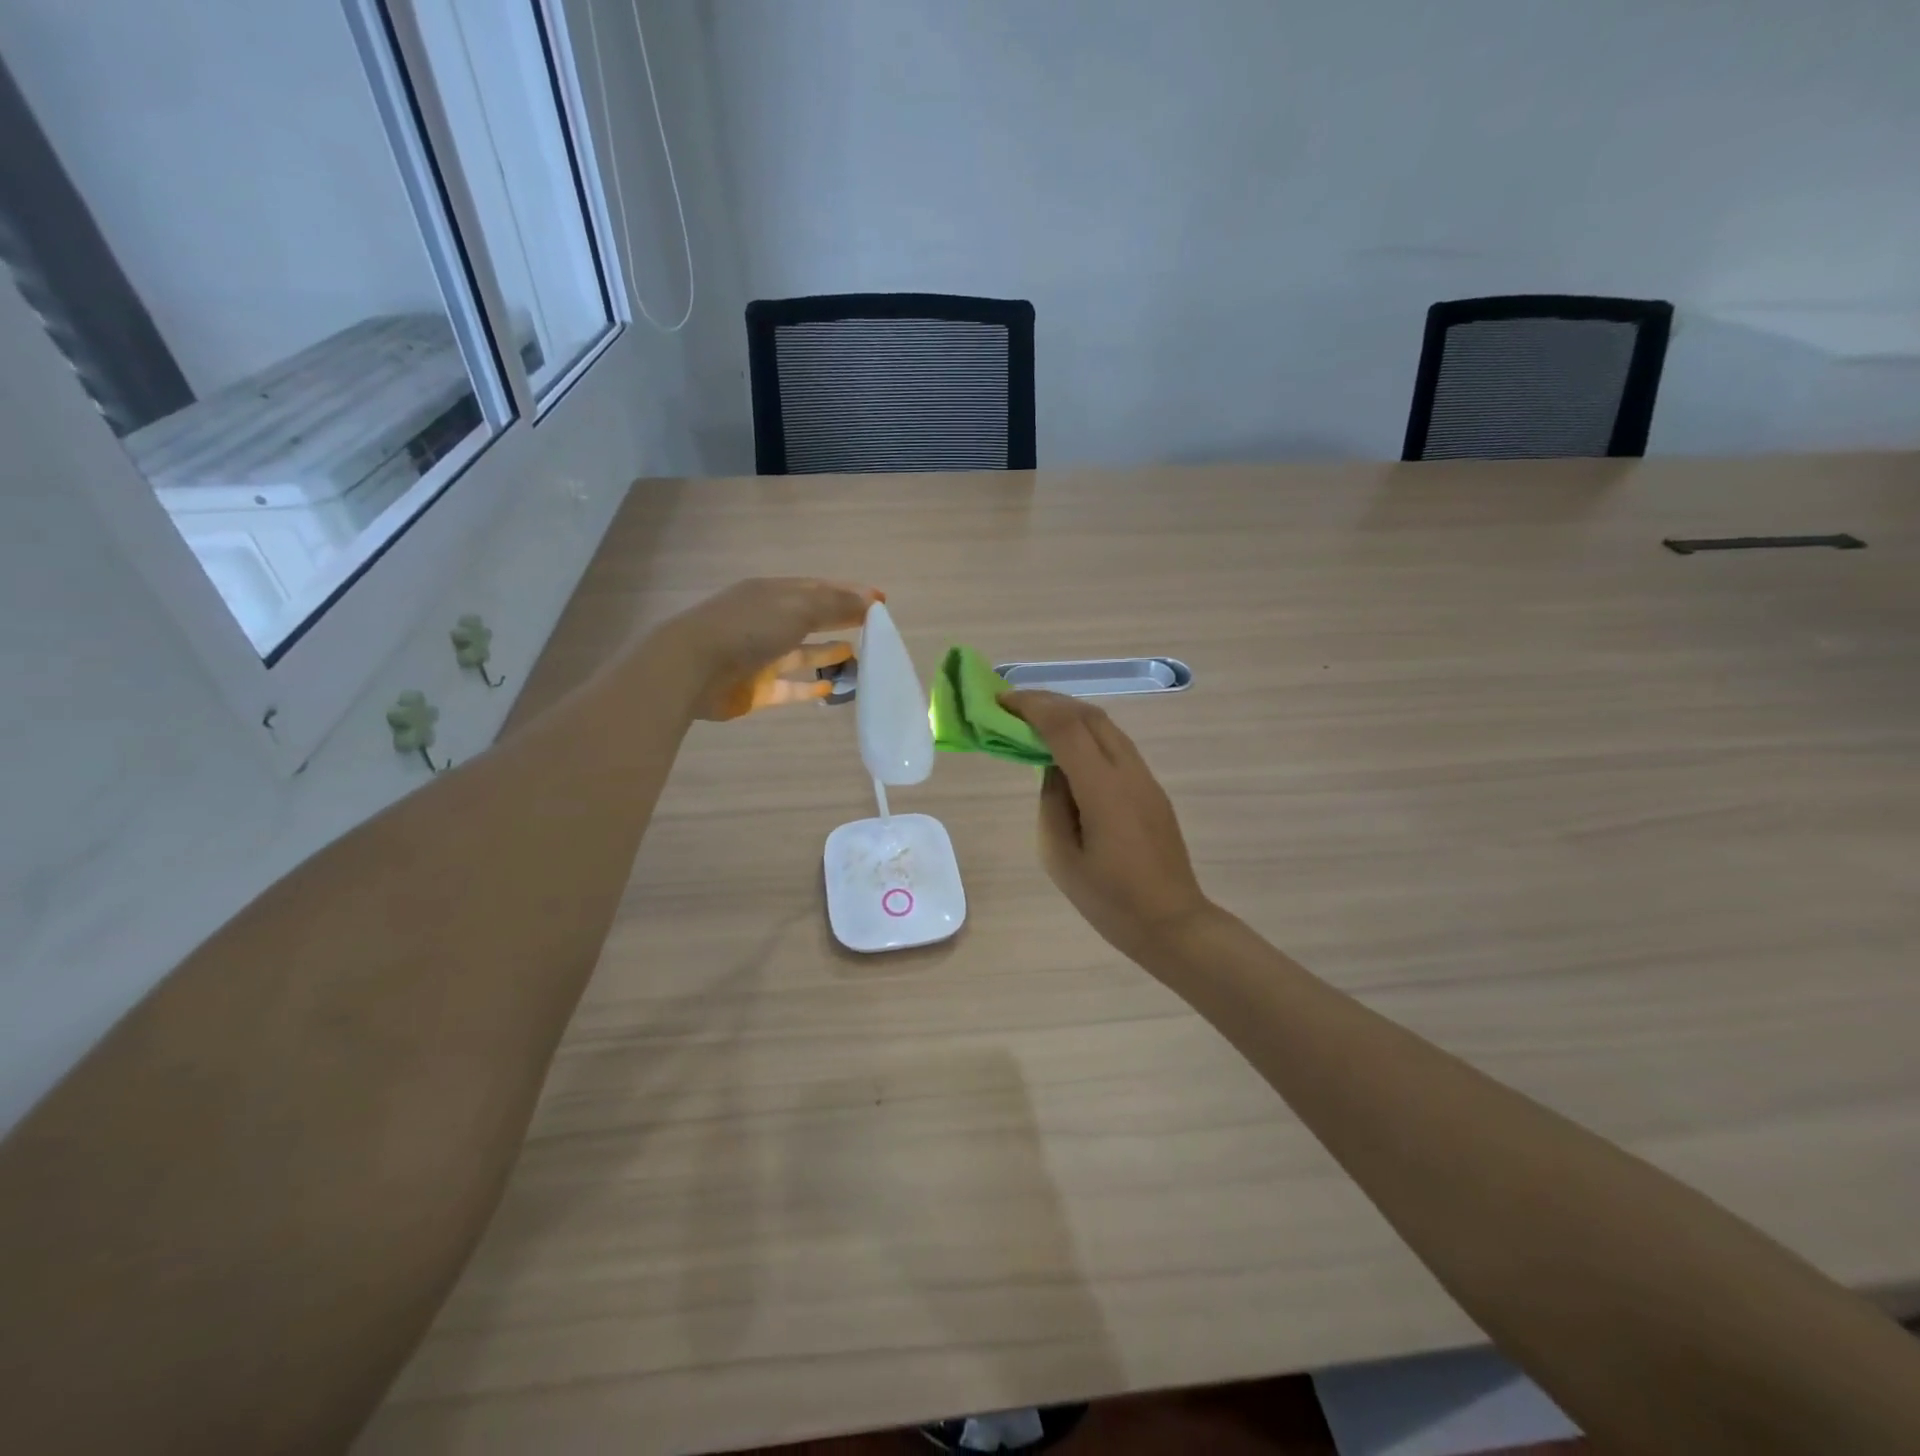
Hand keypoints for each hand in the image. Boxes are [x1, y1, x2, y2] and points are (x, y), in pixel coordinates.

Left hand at [663, 578, 881, 720]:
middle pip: (811, 619)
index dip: (850, 593)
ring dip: (829, 654)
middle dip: (841, 622)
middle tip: (875, 631)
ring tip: (860, 658)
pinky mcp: (756, 688)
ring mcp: (760, 656)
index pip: (819, 588)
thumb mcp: (797, 608)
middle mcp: (767, 621)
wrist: (693, 668)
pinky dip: (810, 686)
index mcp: (773, 593)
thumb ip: (836, 604)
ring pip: (802, 654)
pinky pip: (790, 686)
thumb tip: (872, 600)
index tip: (881, 602)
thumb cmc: (748, 628)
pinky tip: (832, 687)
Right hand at [1000, 690, 1212, 963]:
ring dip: (1069, 714)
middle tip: (1012, 704)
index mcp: (1103, 789)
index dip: (1032, 706)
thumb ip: (1051, 802)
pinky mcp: (1152, 789)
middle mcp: (1129, 772)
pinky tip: (1066, 748)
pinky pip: (1116, 745)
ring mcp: (1146, 778)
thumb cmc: (1110, 900)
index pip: (1065, 727)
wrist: (1172, 923)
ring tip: (1035, 720)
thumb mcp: (1059, 857)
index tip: (1000, 700)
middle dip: (1049, 701)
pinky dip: (1086, 733)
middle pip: (1089, 715)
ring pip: (1106, 726)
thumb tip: (1052, 768)